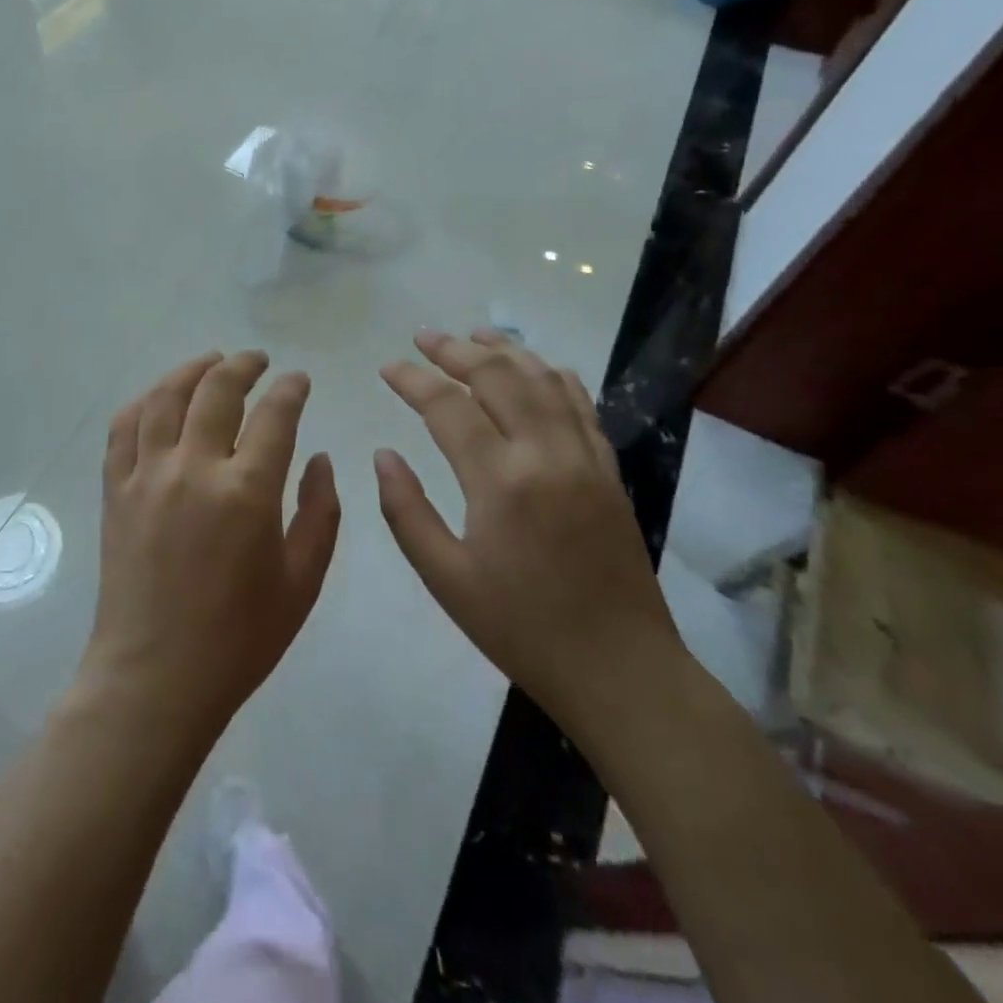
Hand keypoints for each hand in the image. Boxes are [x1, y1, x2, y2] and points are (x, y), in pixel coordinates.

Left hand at [82, 351, 340, 742]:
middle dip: (244, 365)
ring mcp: (147, 476)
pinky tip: (158, 398)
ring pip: (164, 397)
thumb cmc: (239, 639)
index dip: (291, 389)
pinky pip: (123, 429)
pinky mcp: (115, 491)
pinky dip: (143, 402)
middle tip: (258, 360)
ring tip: (211, 362)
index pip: (275, 415)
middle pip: (217, 390)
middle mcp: (194, 468)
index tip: (299, 380)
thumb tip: (321, 458)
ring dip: (191, 370)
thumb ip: (320, 513)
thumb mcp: (302, 582)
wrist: (155, 678)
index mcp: (247, 491)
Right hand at [375, 329, 681, 729]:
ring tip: (474, 333)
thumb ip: (405, 510)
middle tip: (424, 337)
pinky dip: (553, 375)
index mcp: (500, 482)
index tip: (388, 367)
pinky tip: (536, 366)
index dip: (413, 380)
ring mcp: (584, 458)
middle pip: (499, 376)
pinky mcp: (608, 470)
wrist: (619, 669)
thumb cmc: (520, 627)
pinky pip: (581, 404)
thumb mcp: (445, 578)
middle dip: (456, 349)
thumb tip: (384, 455)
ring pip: (543, 380)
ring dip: (506, 350)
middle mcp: (545, 454)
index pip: (448, 407)